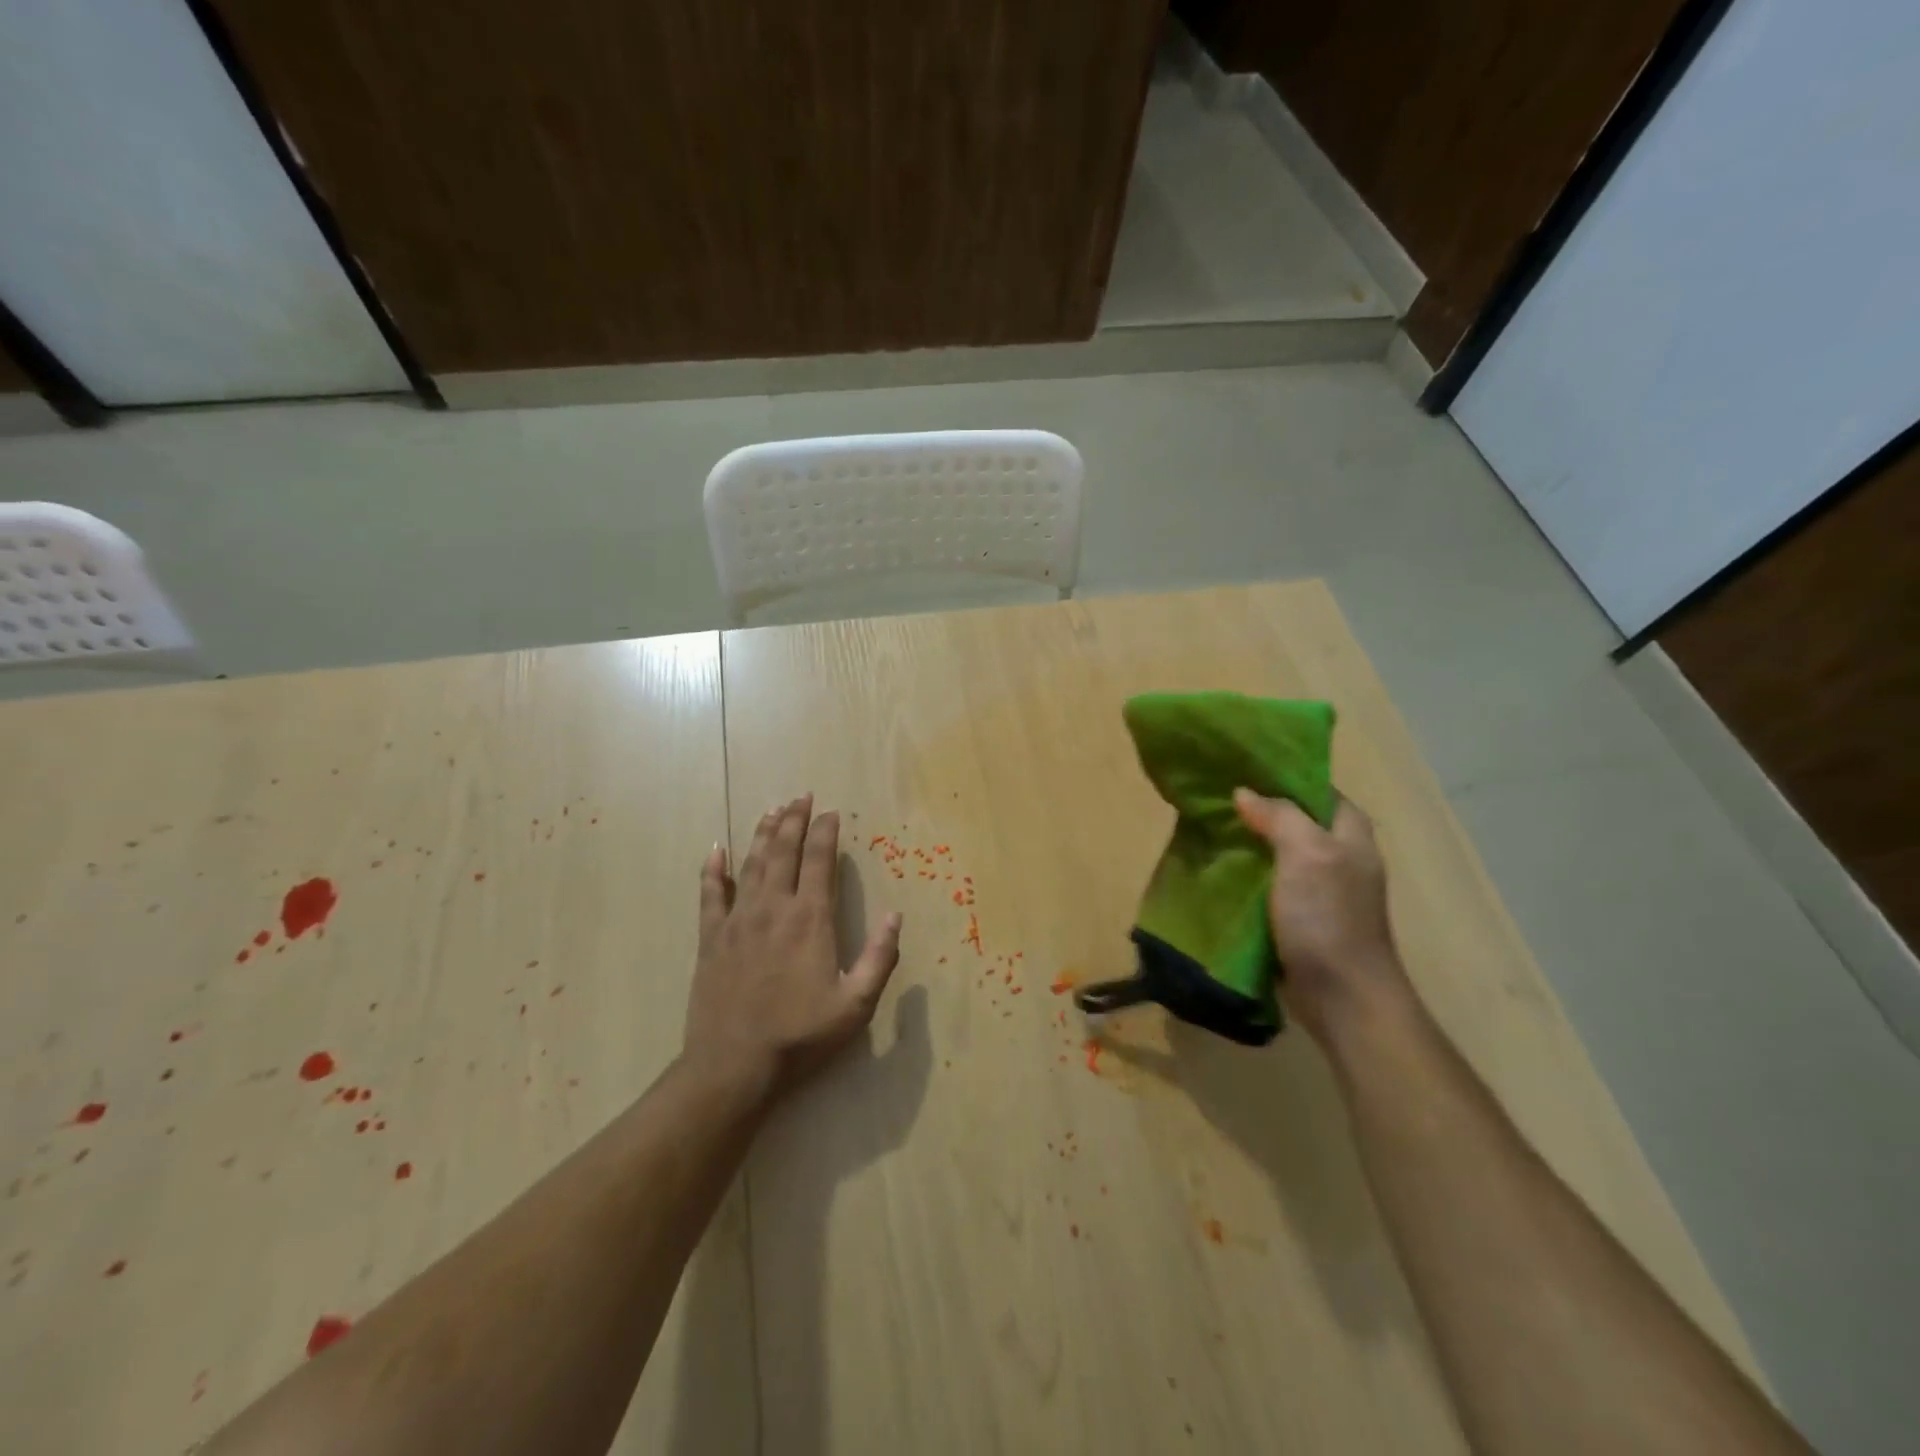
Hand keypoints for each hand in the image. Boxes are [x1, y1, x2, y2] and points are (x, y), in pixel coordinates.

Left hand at [682, 795, 902, 1103]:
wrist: (733, 1066)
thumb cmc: (800, 1036)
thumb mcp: (856, 1005)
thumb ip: (880, 958)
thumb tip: (896, 916)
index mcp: (810, 919)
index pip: (819, 861)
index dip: (826, 832)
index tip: (831, 812)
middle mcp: (773, 908)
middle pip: (784, 851)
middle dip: (795, 820)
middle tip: (801, 796)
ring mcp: (738, 920)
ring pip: (752, 864)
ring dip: (764, 834)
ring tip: (773, 810)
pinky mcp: (711, 938)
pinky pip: (711, 894)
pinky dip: (714, 869)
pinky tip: (717, 849)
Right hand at [1233, 789, 1414, 1047]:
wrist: (1342, 996)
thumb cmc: (1329, 917)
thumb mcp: (1307, 853)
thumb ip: (1279, 816)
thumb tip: (1244, 792)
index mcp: (1349, 832)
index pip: (1314, 787)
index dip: (1279, 774)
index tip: (1237, 766)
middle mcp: (1339, 854)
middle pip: (1293, 818)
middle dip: (1256, 807)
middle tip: (1213, 796)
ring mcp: (1320, 887)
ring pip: (1278, 851)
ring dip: (1248, 841)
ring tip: (1207, 826)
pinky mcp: (1301, 916)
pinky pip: (1269, 882)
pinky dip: (1246, 873)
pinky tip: (1217, 867)